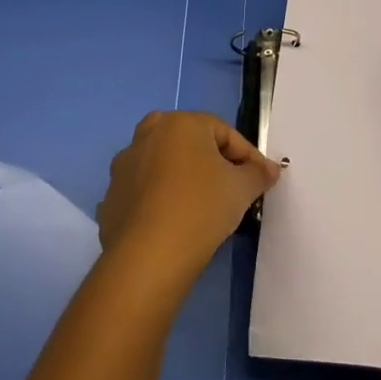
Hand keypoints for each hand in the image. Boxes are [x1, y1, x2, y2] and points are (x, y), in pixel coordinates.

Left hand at [97, 111, 281, 284]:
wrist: (148, 256)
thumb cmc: (201, 207)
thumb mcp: (241, 188)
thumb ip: (258, 173)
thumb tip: (270, 169)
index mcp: (179, 123)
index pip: (224, 132)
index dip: (247, 155)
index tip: (260, 179)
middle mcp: (147, 135)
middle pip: (190, 144)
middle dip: (212, 163)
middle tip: (230, 188)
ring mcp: (123, 166)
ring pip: (164, 167)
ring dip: (184, 180)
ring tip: (203, 209)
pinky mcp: (110, 198)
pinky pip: (145, 193)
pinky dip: (161, 202)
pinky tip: (175, 225)